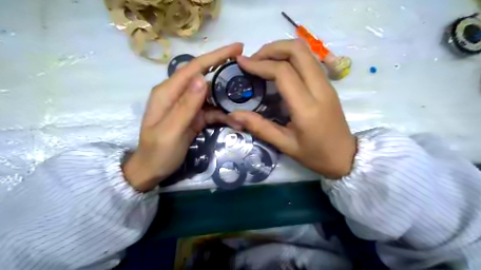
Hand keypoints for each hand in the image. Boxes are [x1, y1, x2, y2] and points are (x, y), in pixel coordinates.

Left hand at [123, 43, 244, 189]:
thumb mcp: (171, 130)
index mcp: (168, 92)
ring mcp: (186, 106)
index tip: (237, 48)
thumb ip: (186, 106)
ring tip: (245, 101)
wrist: (151, 171)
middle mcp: (177, 94)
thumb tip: (203, 79)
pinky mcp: (193, 117)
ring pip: (210, 95)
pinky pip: (210, 111)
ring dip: (227, 98)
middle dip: (224, 71)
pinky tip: (235, 121)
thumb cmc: (158, 152)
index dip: (215, 56)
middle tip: (246, 69)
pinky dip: (223, 115)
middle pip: (204, 76)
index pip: (194, 68)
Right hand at [229, 40, 355, 177]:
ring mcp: (327, 84)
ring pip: (305, 51)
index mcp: (307, 107)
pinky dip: (291, 57)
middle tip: (253, 59)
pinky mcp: (328, 84)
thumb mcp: (285, 145)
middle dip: (272, 49)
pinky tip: (278, 68)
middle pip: (297, 51)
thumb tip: (233, 115)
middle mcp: (320, 89)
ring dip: (282, 50)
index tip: (242, 63)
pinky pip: (309, 60)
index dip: (260, 64)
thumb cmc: (315, 155)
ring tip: (263, 61)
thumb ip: (259, 127)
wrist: (346, 157)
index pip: (283, 72)